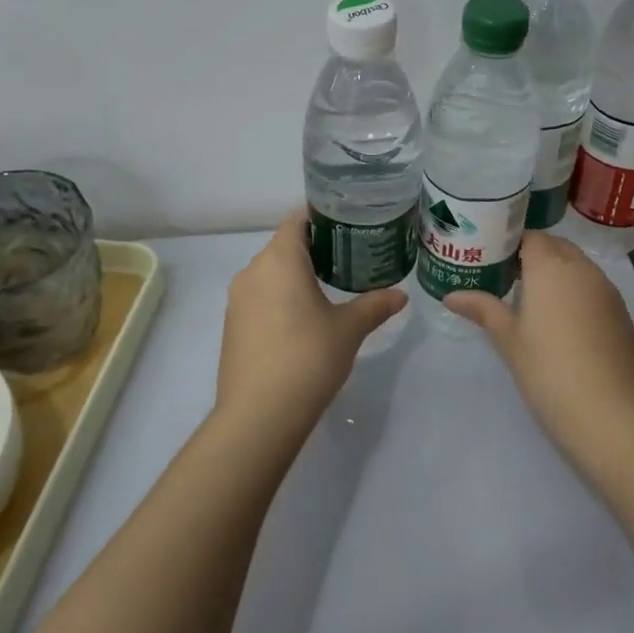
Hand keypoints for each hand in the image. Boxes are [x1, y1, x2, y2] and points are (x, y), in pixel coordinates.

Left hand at [216, 209, 406, 436]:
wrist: (258, 416)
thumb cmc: (308, 358)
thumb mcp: (349, 329)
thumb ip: (375, 305)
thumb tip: (401, 295)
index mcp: (280, 260)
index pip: (298, 220)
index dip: (323, 216)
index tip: (350, 222)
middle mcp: (253, 271)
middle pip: (285, 245)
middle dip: (316, 247)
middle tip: (351, 255)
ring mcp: (238, 300)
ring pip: (271, 273)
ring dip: (297, 274)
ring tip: (331, 286)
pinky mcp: (232, 326)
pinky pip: (260, 297)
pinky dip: (281, 297)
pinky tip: (304, 318)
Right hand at [444, 232, 633, 456]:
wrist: (606, 409)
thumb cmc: (546, 367)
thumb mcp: (508, 338)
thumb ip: (482, 309)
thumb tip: (451, 296)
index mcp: (550, 266)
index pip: (530, 237)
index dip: (512, 244)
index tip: (494, 260)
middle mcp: (582, 268)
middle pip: (557, 246)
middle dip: (536, 255)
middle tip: (510, 279)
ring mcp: (607, 289)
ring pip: (579, 266)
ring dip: (559, 273)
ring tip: (536, 301)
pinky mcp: (621, 312)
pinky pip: (595, 288)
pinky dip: (578, 292)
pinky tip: (565, 323)